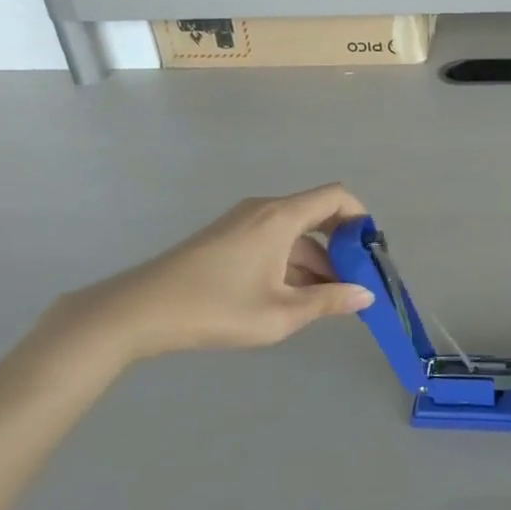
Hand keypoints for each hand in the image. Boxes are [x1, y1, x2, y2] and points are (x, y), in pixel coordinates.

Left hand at [52, 185, 374, 365]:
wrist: (140, 311)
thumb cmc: (217, 308)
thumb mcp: (280, 313)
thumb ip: (328, 302)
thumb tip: (366, 295)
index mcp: (281, 217)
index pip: (336, 196)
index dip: (361, 218)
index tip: (371, 253)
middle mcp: (264, 210)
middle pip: (317, 215)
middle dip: (341, 248)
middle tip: (355, 285)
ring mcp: (243, 223)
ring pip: (294, 234)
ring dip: (316, 262)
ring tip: (327, 302)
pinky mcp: (227, 238)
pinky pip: (273, 241)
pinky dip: (291, 264)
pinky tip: (293, 298)